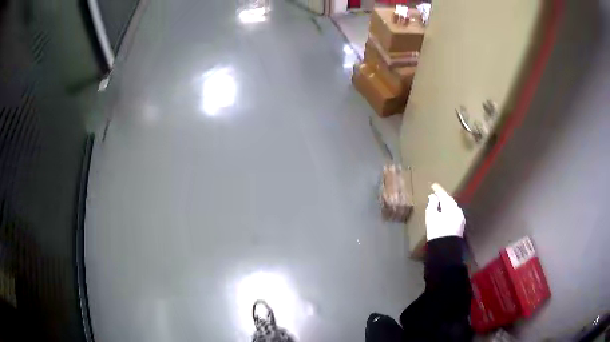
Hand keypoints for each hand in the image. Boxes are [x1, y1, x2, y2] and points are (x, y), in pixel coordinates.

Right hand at [425, 183, 464, 240]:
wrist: (446, 249)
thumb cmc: (437, 231)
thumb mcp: (431, 217)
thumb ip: (432, 204)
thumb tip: (433, 196)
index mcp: (451, 207)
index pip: (444, 195)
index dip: (438, 190)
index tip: (433, 185)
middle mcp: (458, 210)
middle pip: (450, 200)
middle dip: (443, 197)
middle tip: (436, 194)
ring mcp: (460, 218)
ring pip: (452, 207)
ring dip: (446, 204)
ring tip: (439, 203)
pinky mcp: (460, 225)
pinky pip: (454, 213)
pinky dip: (449, 210)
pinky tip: (445, 213)